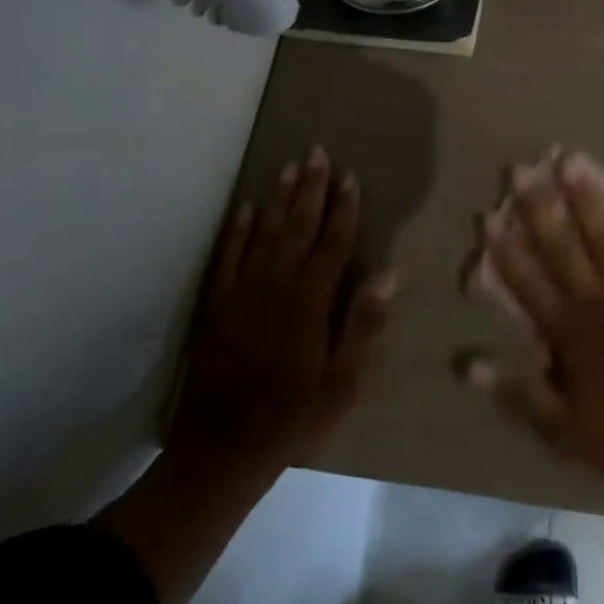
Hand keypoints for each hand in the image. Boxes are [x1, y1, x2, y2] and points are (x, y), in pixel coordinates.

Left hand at [170, 147, 395, 469]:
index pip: (333, 244)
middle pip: (296, 227)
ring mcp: (241, 294)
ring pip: (261, 234)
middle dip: (310, 188)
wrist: (223, 451)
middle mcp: (276, 287)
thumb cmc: (294, 418)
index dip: (344, 208)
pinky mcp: (216, 308)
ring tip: (287, 167)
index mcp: (310, 302)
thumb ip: (363, 326)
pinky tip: (242, 209)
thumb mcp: (344, 383)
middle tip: (316, 152)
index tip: (351, 177)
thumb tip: (387, 274)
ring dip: (276, 199)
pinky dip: (234, 231)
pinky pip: (225, 258)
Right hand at [459, 152, 603, 482]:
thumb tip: (467, 365)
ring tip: (572, 163)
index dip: (505, 249)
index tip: (488, 216)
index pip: (526, 281)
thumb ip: (515, 391)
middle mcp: (595, 297)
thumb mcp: (559, 426)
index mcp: (566, 329)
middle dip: (540, 207)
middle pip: (562, 245)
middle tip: (523, 171)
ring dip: (586, 198)